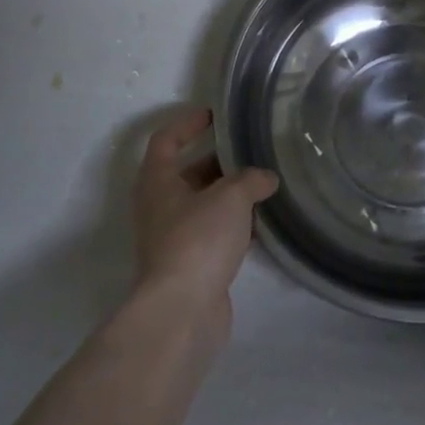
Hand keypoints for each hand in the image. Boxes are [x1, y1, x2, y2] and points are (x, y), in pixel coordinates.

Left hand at [132, 107, 278, 314]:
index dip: (188, 123)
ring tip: (264, 182)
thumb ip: (251, 179)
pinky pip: (214, 232)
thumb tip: (266, 178)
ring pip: (204, 204)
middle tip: (252, 150)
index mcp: (158, 181)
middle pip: (188, 172)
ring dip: (230, 194)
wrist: (183, 309)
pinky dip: (235, 223)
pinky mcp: (191, 263)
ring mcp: (174, 237)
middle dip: (219, 160)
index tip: (215, 115)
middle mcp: (160, 206)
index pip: (166, 140)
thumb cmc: (198, 240)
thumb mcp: (230, 197)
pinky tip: (262, 222)